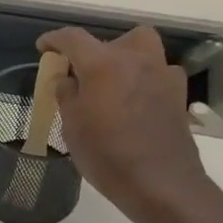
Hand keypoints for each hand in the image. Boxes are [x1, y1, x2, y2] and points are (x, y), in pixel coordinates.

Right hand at [37, 25, 212, 222]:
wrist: (161, 184)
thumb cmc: (107, 155)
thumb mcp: (72, 127)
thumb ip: (66, 95)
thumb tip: (66, 79)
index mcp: (103, 63)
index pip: (73, 38)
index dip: (55, 40)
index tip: (43, 47)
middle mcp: (136, 59)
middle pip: (116, 39)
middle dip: (98, 49)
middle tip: (86, 72)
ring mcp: (162, 75)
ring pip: (143, 51)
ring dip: (126, 60)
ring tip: (113, 86)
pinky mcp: (179, 95)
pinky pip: (158, 74)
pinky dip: (145, 80)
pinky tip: (136, 103)